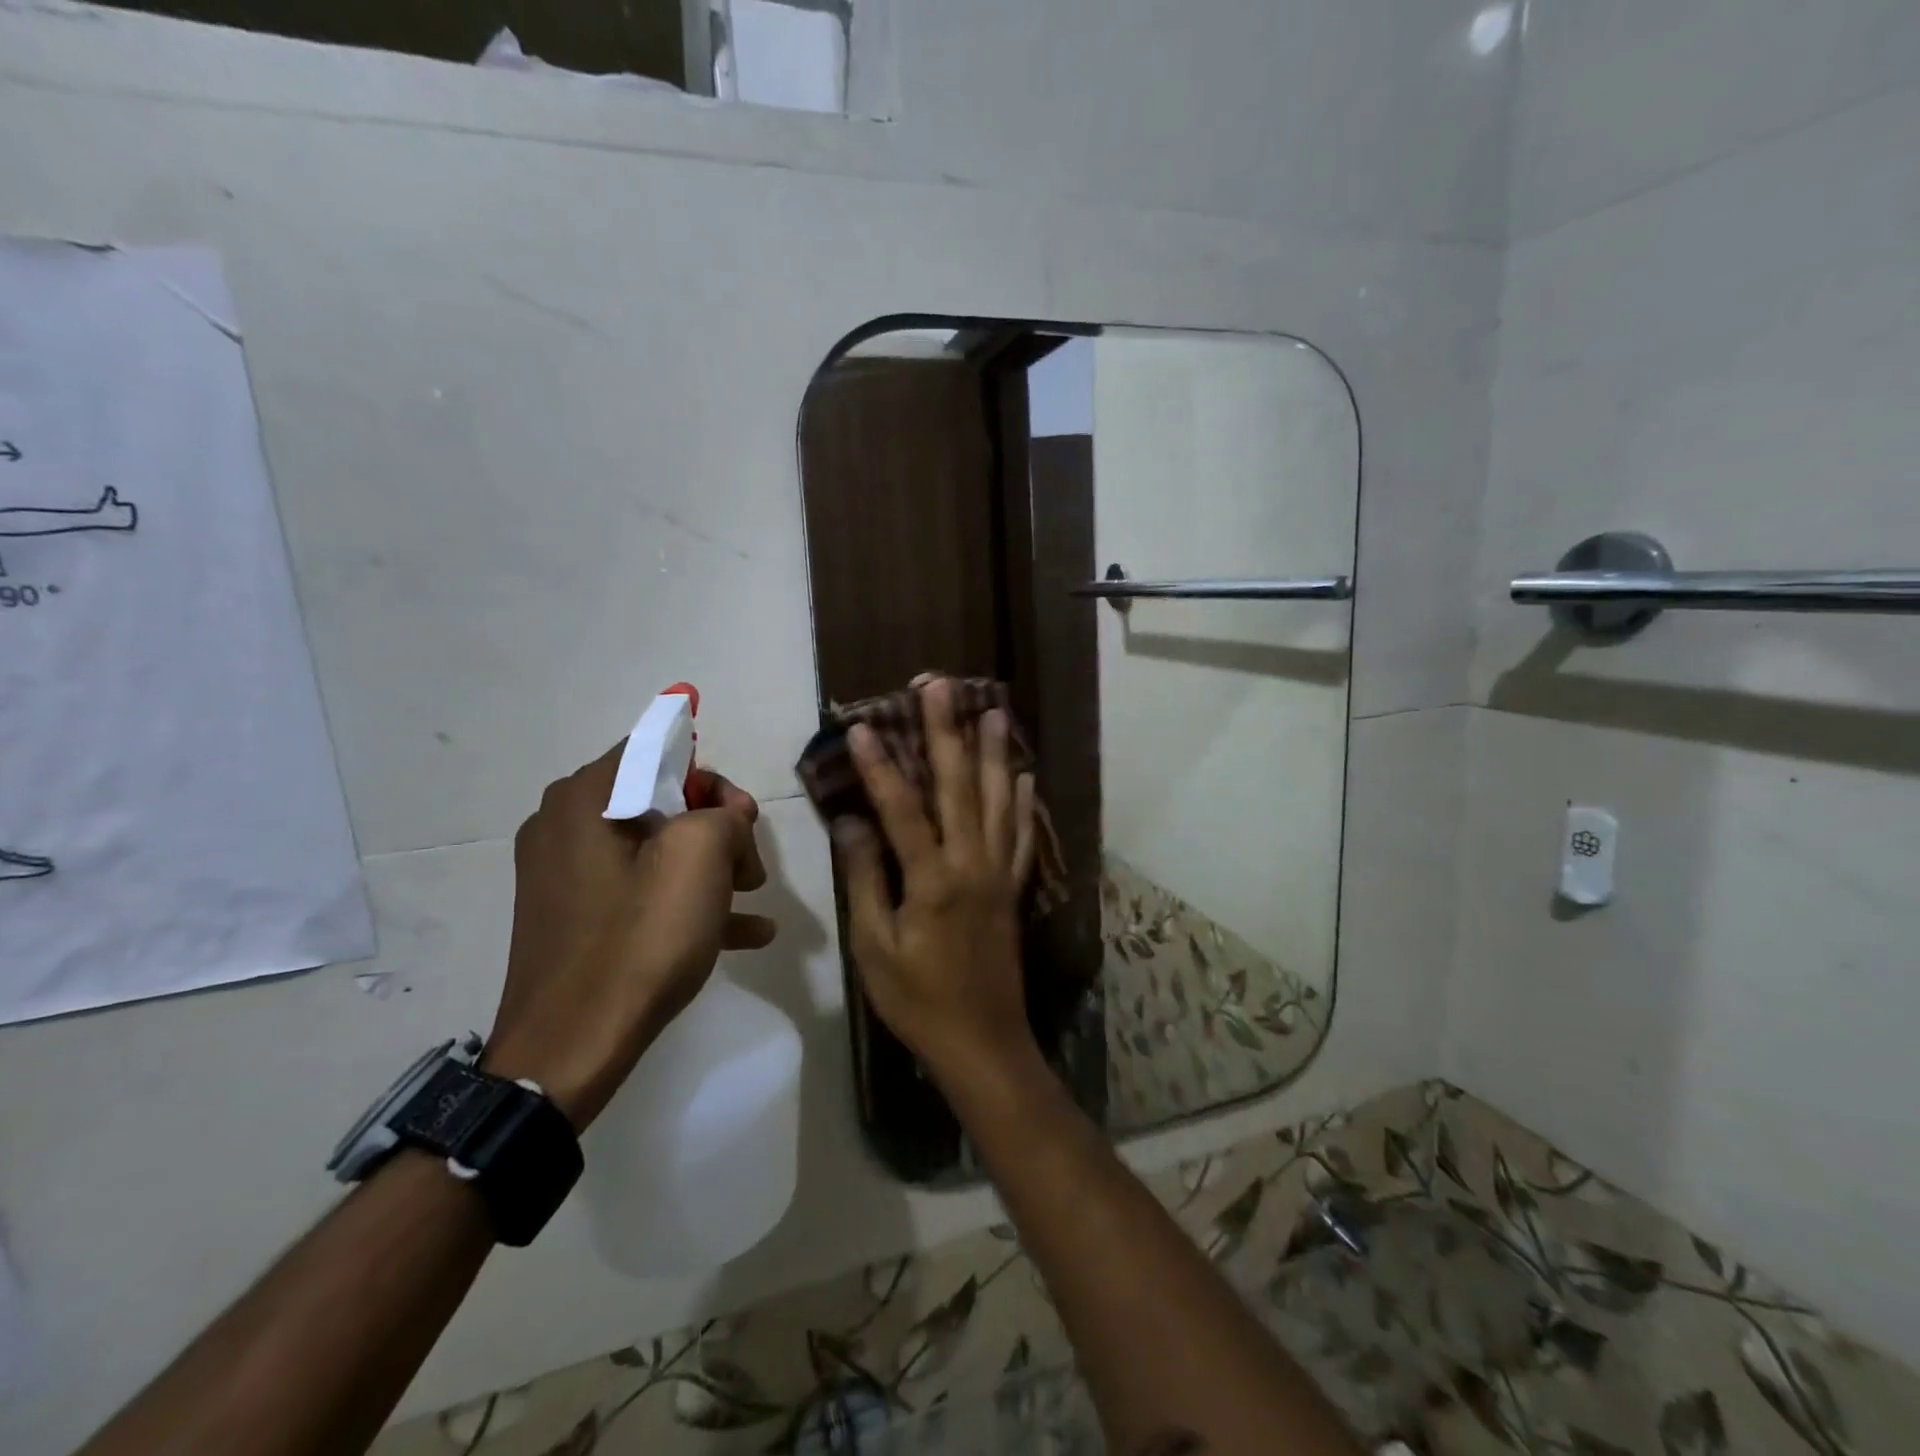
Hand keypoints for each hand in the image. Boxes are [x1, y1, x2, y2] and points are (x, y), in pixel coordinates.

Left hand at [484, 747, 777, 1128]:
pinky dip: (686, 900)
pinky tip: (744, 932)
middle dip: (717, 830)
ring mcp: (566, 876)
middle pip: (661, 801)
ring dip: (711, 867)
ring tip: (753, 900)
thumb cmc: (637, 940)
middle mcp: (565, 826)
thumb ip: (723, 815)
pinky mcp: (576, 917)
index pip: (657, 752)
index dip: (710, 778)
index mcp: (584, 798)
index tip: (742, 820)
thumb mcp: (699, 859)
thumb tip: (725, 818)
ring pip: (656, 849)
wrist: (569, 1050)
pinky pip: (640, 890)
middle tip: (751, 869)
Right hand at [834, 678, 1039, 1089]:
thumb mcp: (875, 946)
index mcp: (932, 879)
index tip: (862, 725)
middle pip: (958, 785)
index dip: (880, 765)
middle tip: (941, 686)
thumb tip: (851, 823)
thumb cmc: (917, 999)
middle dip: (947, 731)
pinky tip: (1023, 776)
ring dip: (994, 753)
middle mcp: (971, 863)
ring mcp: (999, 873)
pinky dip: (1022, 803)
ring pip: (997, 800)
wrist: (981, 1041)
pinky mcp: (1013, 888)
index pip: (902, 808)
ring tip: (995, 711)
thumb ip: (865, 879)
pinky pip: (1022, 836)